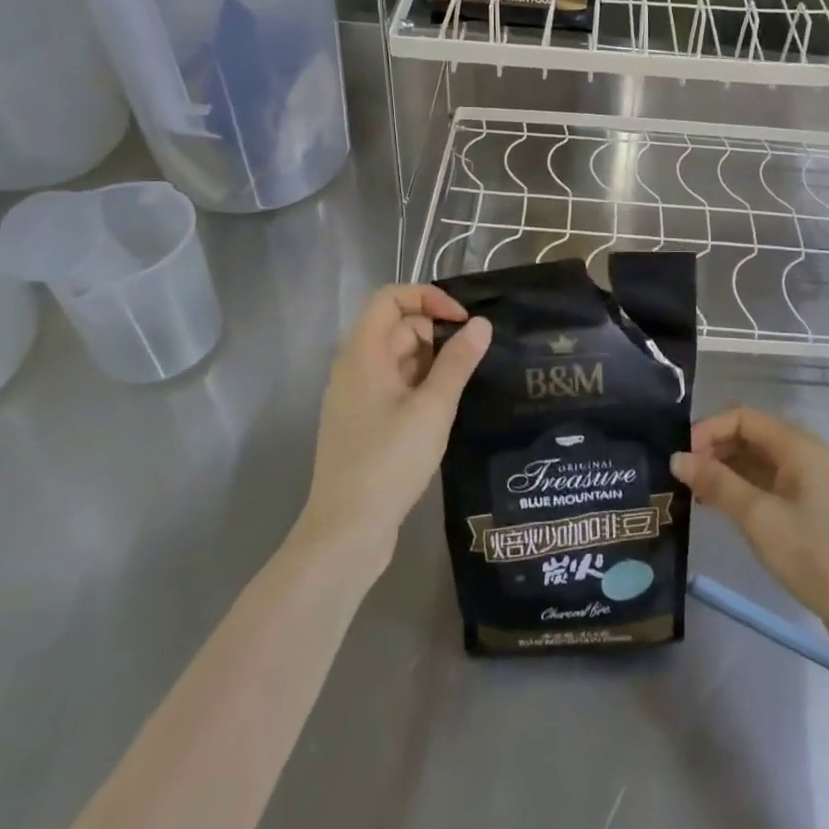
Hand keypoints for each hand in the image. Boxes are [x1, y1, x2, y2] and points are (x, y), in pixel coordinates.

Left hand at [301, 284, 490, 560]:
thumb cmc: (388, 462)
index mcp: (363, 353)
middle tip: (472, 360)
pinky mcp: (365, 421)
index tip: (463, 321)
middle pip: (397, 326)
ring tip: (465, 385)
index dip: (428, 297)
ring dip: (432, 362)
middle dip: (436, 334)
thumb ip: (458, 362)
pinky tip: (445, 408)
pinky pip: (396, 385)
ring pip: (399, 358)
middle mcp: (355, 367)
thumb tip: (481, 323)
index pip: (391, 298)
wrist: (346, 531)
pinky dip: (421, 385)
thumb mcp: (432, 408)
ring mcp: (357, 396)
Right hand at [673, 406, 828, 638]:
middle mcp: (803, 454)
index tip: (682, 458)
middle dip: (713, 448)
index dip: (709, 430)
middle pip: (749, 435)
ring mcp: (805, 481)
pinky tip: (717, 507)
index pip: (743, 418)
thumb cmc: (814, 554)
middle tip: (683, 477)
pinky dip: (739, 488)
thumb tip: (676, 458)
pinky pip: (764, 482)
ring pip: (754, 460)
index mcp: (798, 446)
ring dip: (723, 469)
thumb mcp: (759, 517)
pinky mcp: (805, 507)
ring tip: (693, 493)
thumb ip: (717, 484)